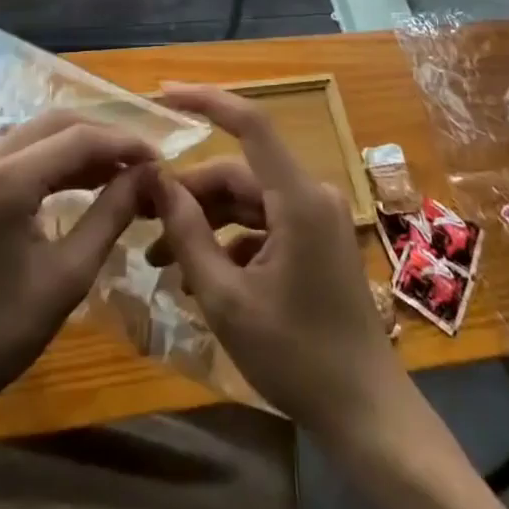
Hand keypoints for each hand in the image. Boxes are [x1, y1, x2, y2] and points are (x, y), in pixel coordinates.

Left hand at [0, 110, 155, 425]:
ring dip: (81, 146)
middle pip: (59, 123)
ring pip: (39, 132)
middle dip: (105, 139)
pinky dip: (55, 159)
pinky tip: (81, 182)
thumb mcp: (68, 276)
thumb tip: (148, 175)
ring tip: (122, 174)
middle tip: (144, 166)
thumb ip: (111, 215)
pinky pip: (20, 150)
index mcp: (7, 177)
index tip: (162, 161)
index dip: (126, 144)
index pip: (81, 138)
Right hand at [145, 84, 404, 438]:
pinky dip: (230, 241)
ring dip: (205, 223)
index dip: (207, 100)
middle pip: (237, 173)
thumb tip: (155, 181)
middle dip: (189, 195)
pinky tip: (198, 277)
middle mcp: (310, 194)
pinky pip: (263, 223)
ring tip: (162, 259)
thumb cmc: (296, 357)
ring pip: (247, 200)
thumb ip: (189, 234)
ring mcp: (316, 217)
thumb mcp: (227, 299)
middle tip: (142, 220)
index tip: (163, 93)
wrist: (366, 414)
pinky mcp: (314, 239)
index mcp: (297, 198)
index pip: (251, 123)